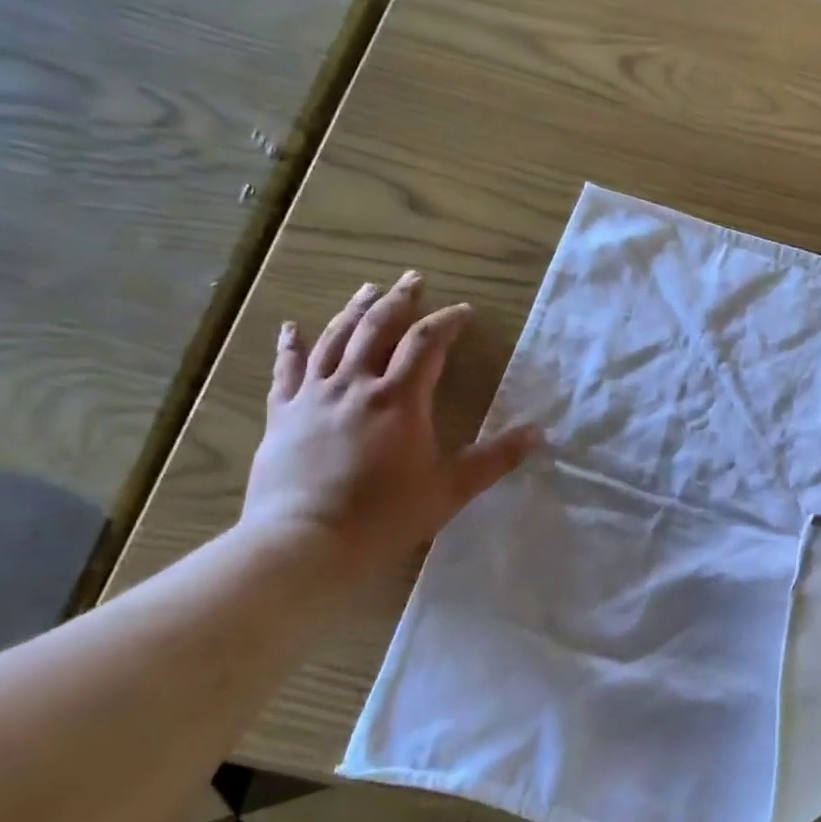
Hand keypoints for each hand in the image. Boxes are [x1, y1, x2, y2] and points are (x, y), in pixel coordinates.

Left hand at [240, 272, 538, 581]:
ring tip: (368, 288)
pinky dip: (290, 345)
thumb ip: (495, 458)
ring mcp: (314, 396)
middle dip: (399, 301)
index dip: (447, 322)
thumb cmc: (385, 516)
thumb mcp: (451, 489)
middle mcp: (356, 385)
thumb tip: (538, 433)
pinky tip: (292, 327)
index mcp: (399, 398)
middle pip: (377, 328)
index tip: (464, 312)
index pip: (427, 343)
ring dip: (354, 310)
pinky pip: (286, 370)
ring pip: (334, 339)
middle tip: (413, 279)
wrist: (304, 542)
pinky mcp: (282, 414)